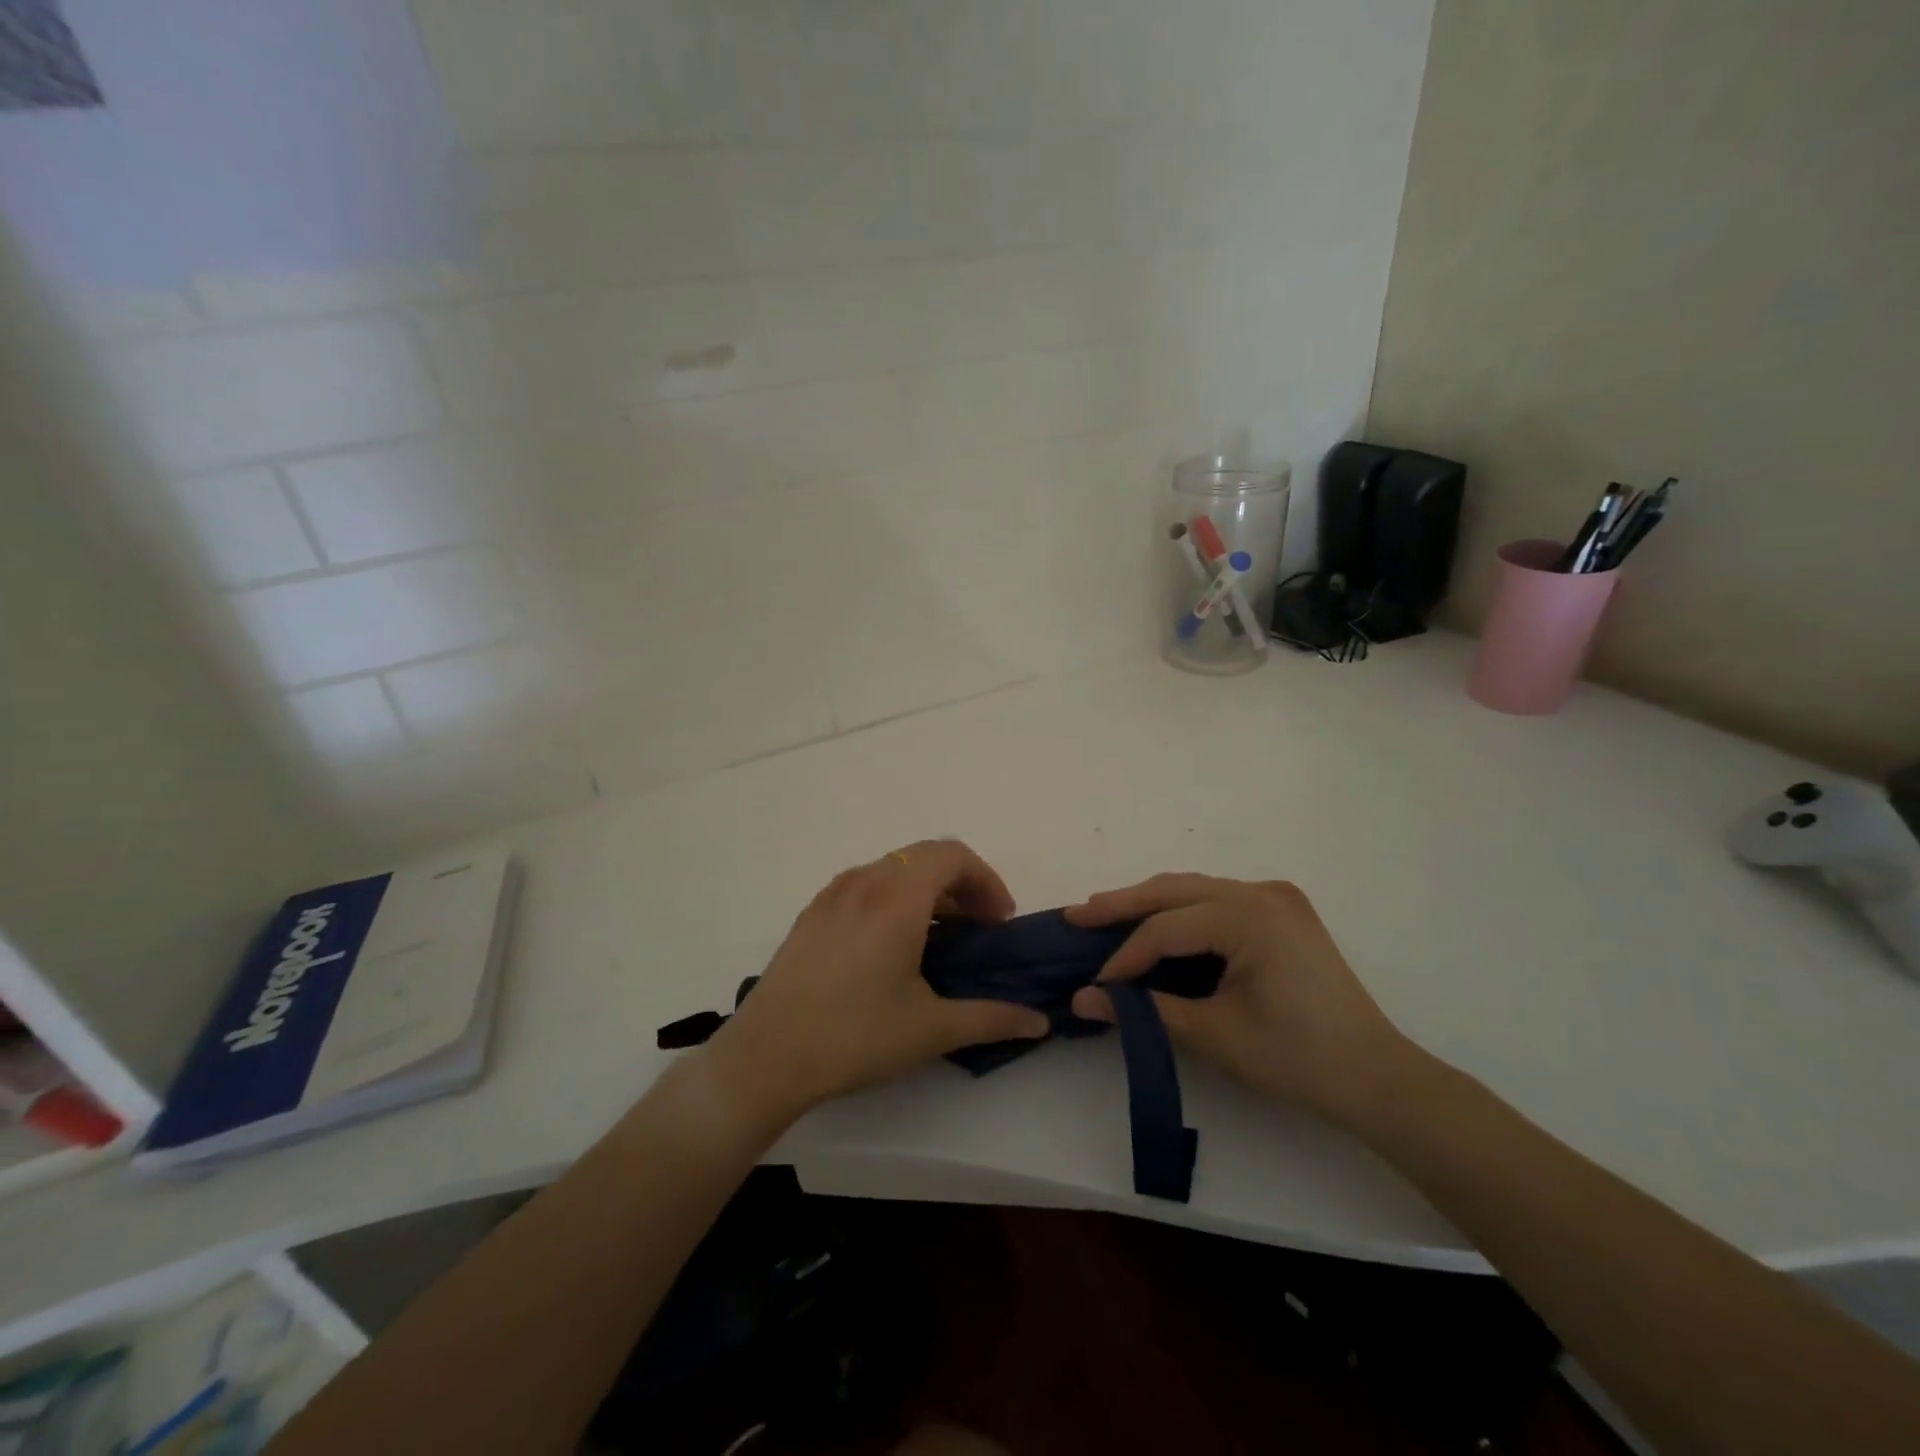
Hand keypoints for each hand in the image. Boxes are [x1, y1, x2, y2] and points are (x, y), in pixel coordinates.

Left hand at [704, 840, 1049, 1129]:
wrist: (766, 1057)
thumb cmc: (855, 1036)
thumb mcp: (931, 1029)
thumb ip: (992, 1018)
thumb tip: (1040, 1021)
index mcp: (897, 897)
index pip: (953, 855)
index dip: (987, 880)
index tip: (999, 922)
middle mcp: (865, 881)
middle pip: (925, 857)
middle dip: (962, 884)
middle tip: (979, 928)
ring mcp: (832, 894)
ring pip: (893, 869)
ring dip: (927, 891)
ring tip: (940, 938)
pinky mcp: (812, 914)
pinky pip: (865, 885)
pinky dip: (894, 898)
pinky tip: (892, 948)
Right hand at [1066, 875, 1419, 1128]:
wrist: (1376, 1077)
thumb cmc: (1297, 1059)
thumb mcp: (1216, 1034)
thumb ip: (1146, 1010)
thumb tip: (1083, 1000)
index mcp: (1251, 917)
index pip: (1167, 929)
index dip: (1126, 956)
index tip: (1095, 984)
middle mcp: (1261, 893)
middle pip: (1175, 890)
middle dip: (1123, 903)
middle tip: (1076, 916)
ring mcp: (1275, 898)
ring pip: (1194, 889)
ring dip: (1149, 903)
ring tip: (1103, 914)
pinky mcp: (1281, 912)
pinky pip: (1216, 899)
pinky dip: (1180, 910)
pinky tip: (1155, 924)